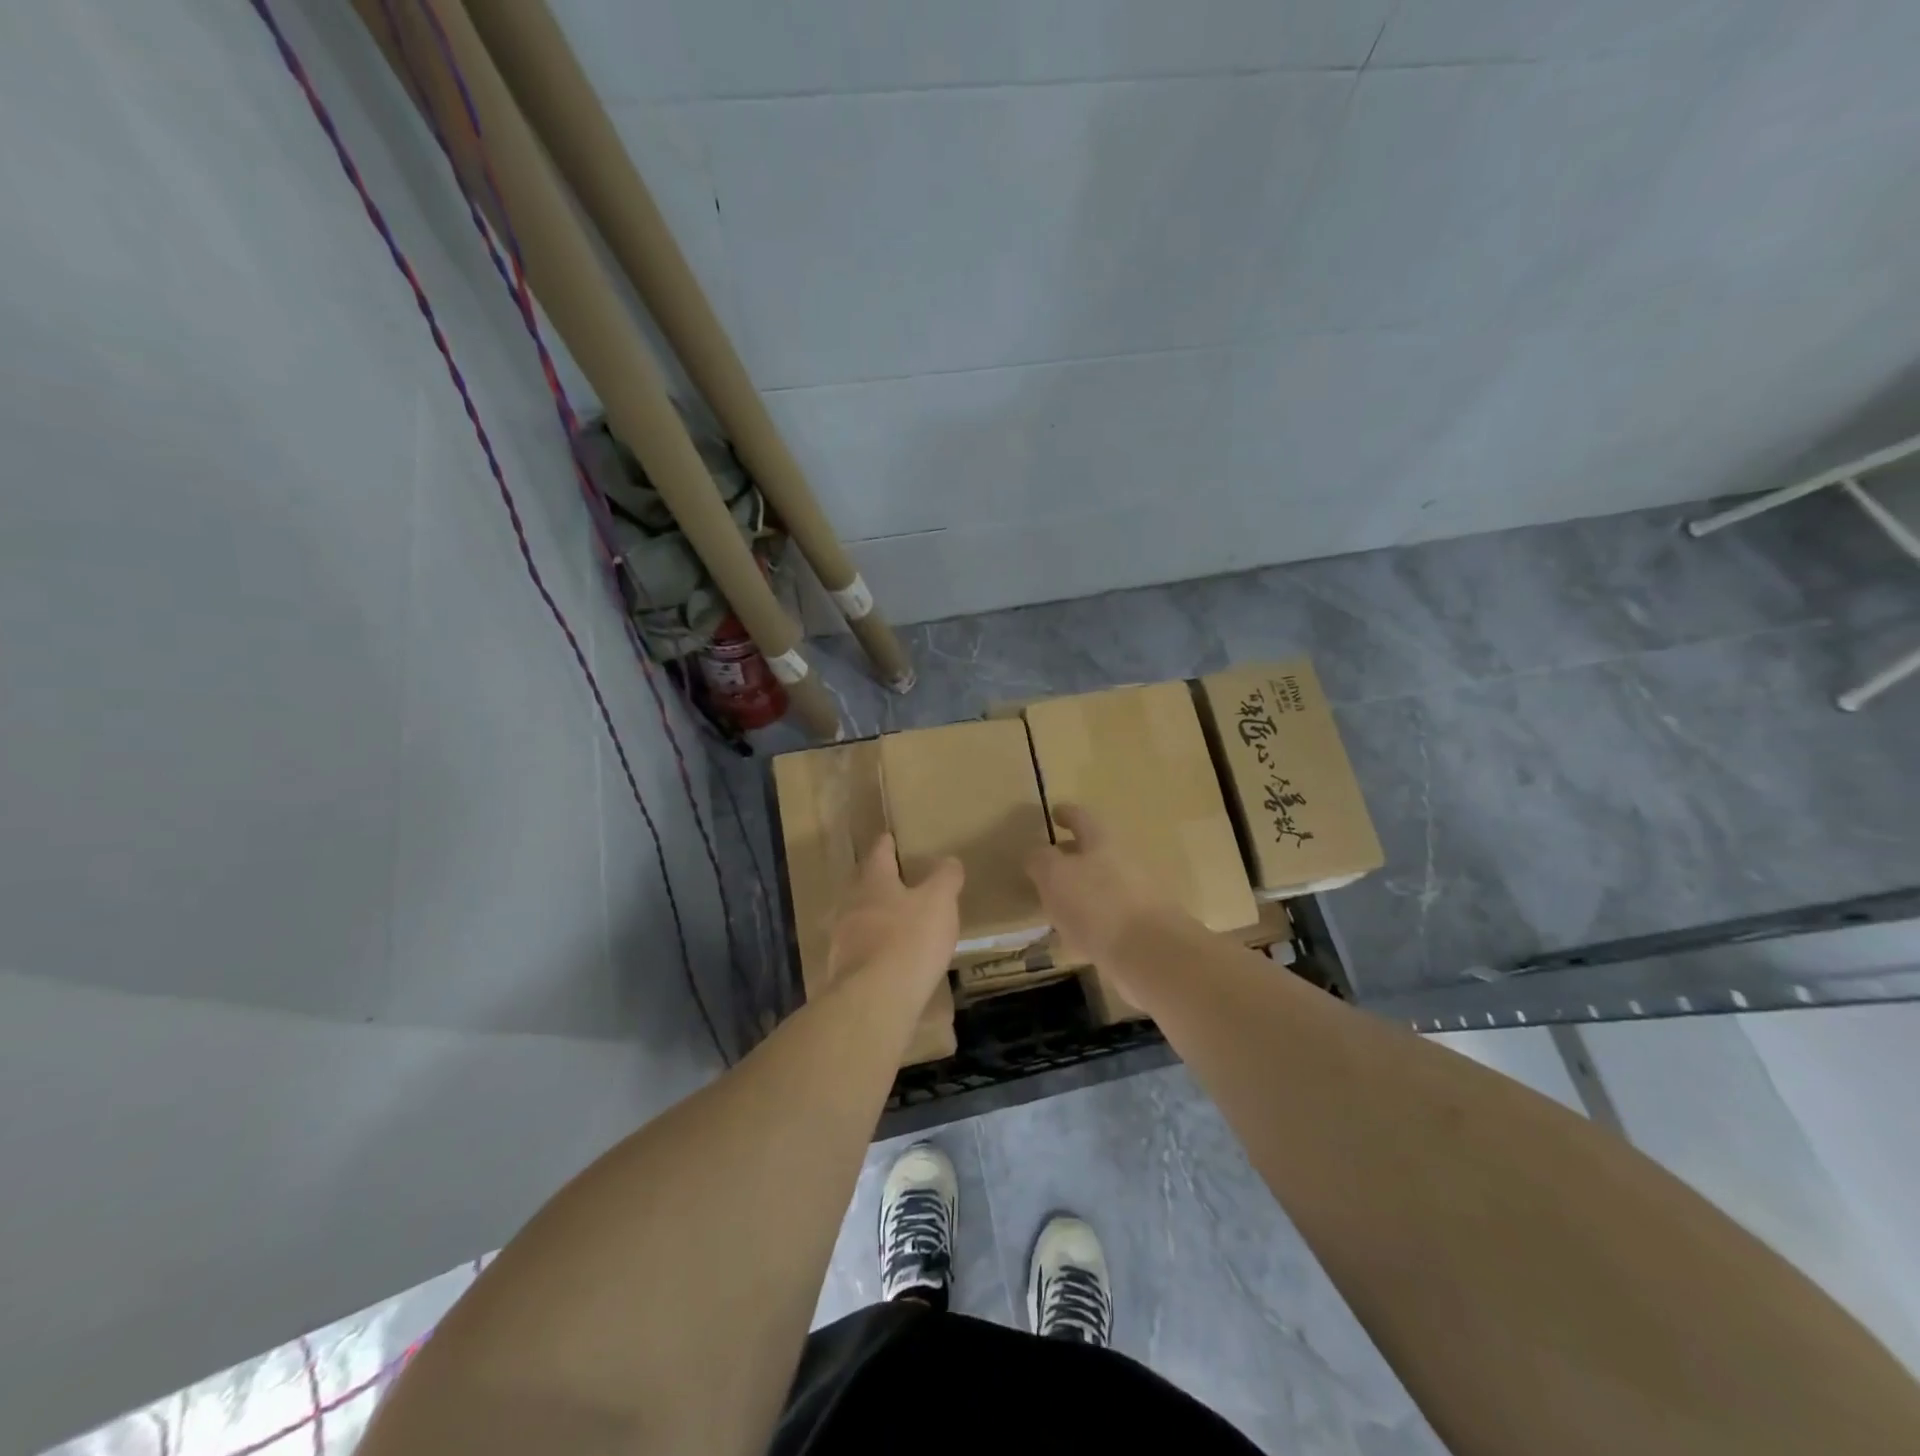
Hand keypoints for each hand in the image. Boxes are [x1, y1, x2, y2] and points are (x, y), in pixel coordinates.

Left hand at [827, 833, 962, 988]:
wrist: (874, 999)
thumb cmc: (909, 939)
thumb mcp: (939, 902)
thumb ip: (945, 878)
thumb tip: (949, 861)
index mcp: (873, 881)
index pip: (879, 852)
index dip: (888, 844)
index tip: (891, 838)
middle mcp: (850, 904)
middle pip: (863, 884)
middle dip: (878, 880)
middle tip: (898, 879)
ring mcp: (841, 938)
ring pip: (858, 917)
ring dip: (874, 915)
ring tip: (896, 920)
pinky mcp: (842, 970)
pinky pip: (859, 949)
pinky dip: (873, 947)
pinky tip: (888, 957)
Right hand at [1025, 805, 1189, 966]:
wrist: (1152, 955)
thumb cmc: (1097, 905)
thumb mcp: (1054, 876)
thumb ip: (1040, 860)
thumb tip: (1036, 853)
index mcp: (1103, 842)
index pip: (1081, 818)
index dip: (1066, 814)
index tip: (1054, 813)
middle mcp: (1124, 862)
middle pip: (1094, 852)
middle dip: (1071, 856)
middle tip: (1047, 866)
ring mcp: (1137, 896)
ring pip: (1101, 886)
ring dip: (1080, 892)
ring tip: (1054, 905)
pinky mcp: (1141, 929)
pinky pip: (1108, 918)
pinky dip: (1090, 922)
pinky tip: (1074, 938)